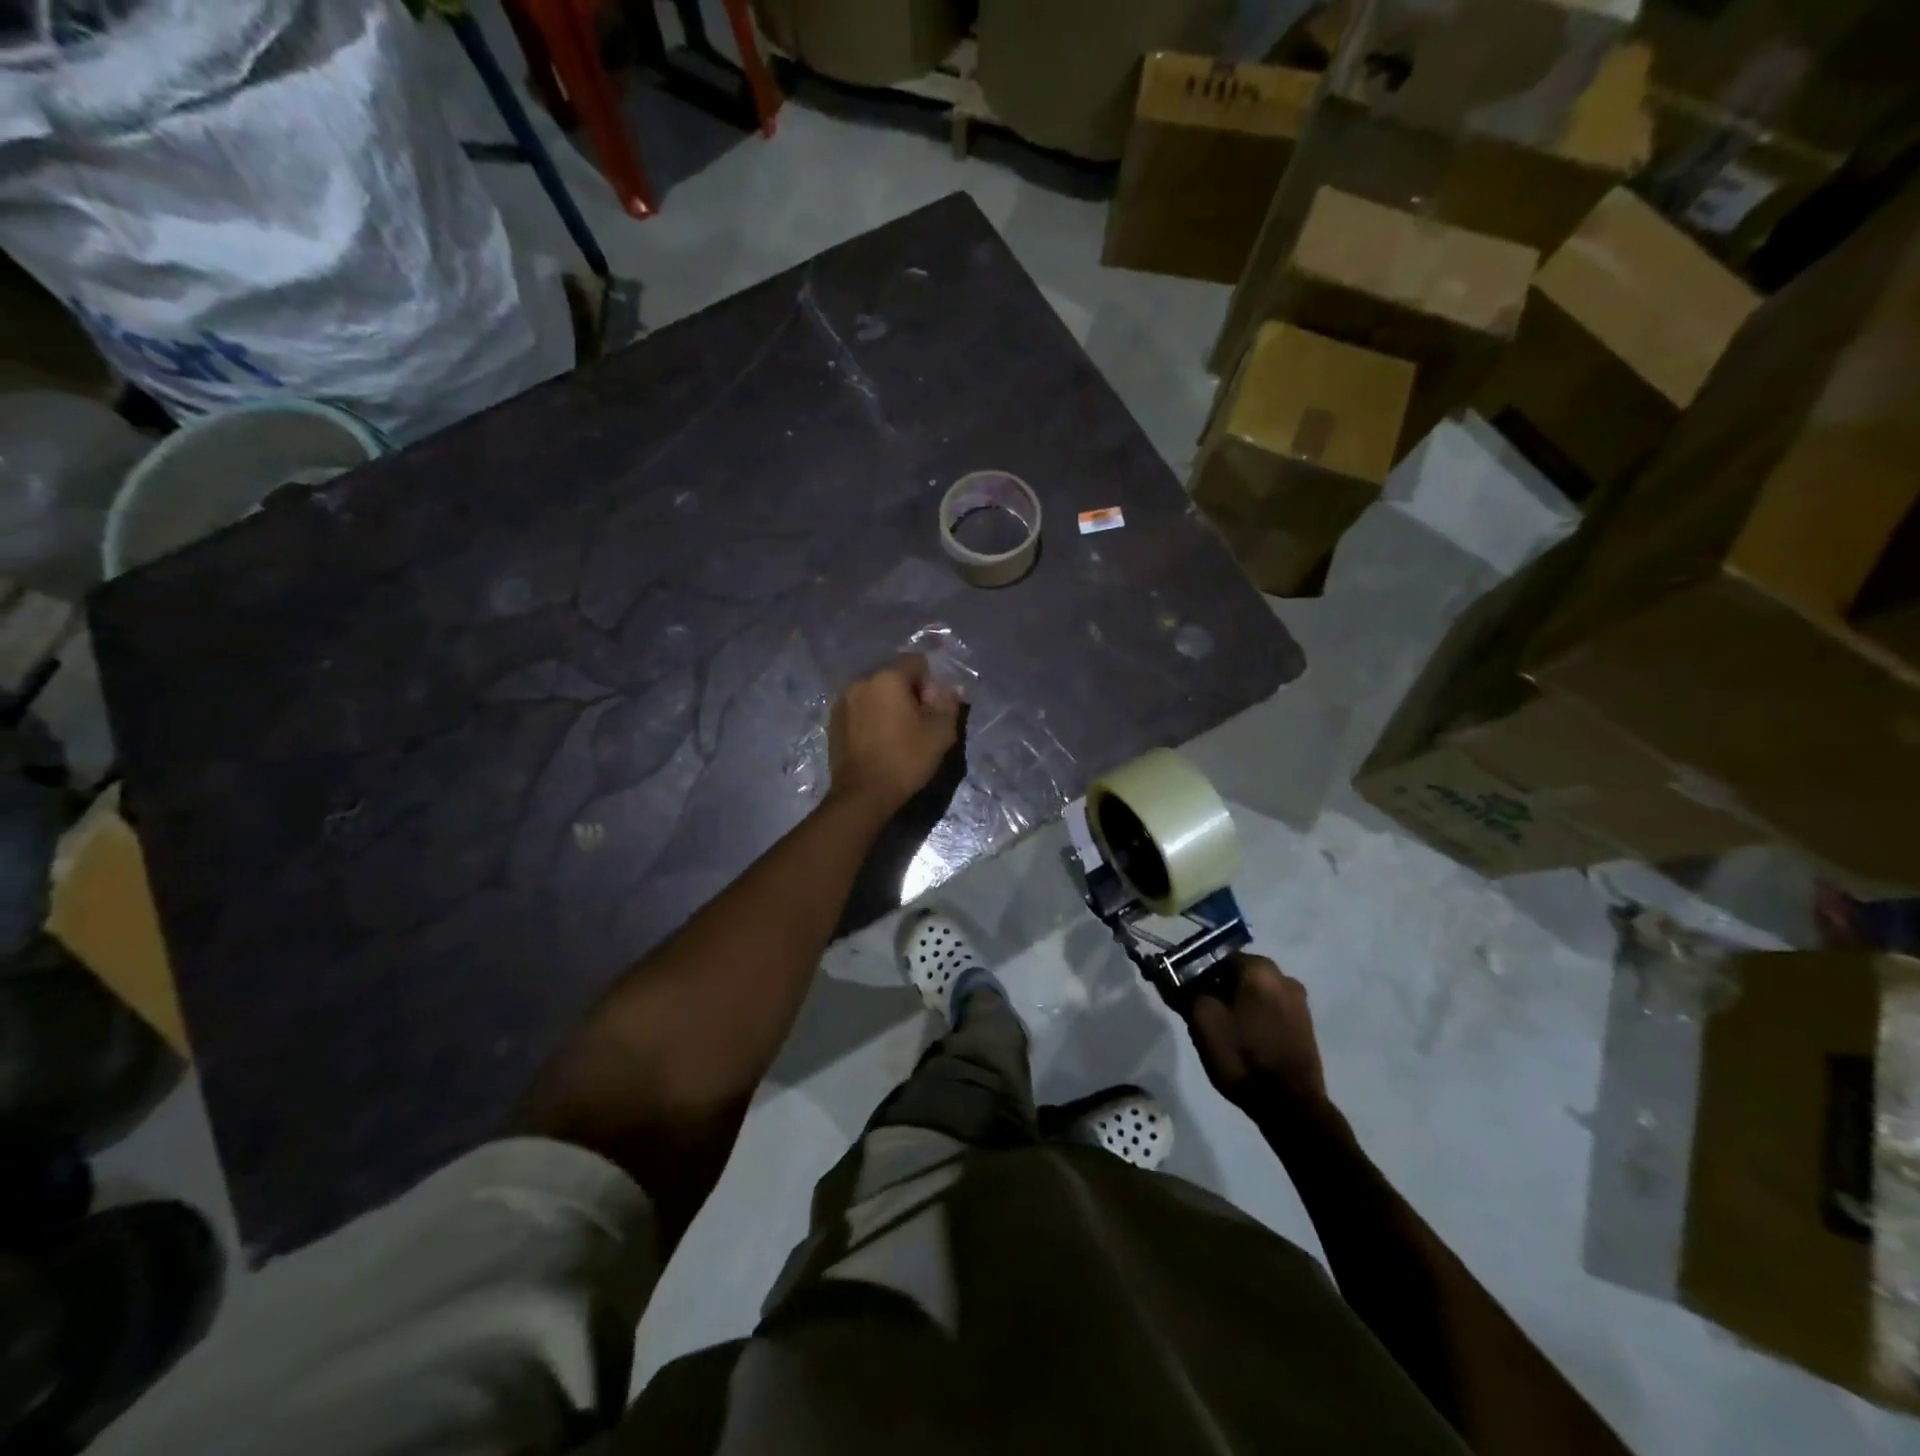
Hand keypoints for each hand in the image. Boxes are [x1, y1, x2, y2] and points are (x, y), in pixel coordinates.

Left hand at [828, 655, 960, 815]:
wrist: (863, 794)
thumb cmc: (906, 759)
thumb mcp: (941, 732)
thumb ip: (949, 702)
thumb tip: (950, 688)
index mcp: (887, 678)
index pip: (917, 662)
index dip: (930, 683)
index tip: (932, 710)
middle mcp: (861, 681)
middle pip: (894, 676)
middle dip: (909, 693)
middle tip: (918, 723)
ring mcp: (843, 701)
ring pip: (875, 693)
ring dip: (888, 705)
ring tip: (897, 733)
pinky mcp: (833, 721)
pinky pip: (860, 708)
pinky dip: (872, 716)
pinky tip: (878, 740)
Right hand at [1188, 955, 1327, 1113]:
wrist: (1289, 1105)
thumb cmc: (1241, 1055)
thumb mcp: (1202, 1020)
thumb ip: (1186, 990)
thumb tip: (1175, 976)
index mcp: (1259, 968)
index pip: (1216, 956)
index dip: (1196, 973)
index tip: (1184, 993)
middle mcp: (1284, 976)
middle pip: (1237, 973)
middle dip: (1217, 987)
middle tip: (1200, 1012)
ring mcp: (1298, 1002)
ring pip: (1254, 992)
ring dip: (1236, 1003)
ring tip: (1221, 1028)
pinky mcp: (1305, 1025)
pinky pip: (1269, 1009)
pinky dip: (1254, 1016)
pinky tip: (1243, 1037)